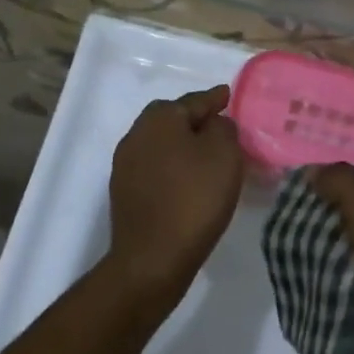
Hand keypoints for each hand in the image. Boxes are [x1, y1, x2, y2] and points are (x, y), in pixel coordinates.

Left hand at [107, 85, 243, 298]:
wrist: (153, 257)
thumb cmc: (194, 198)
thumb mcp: (224, 154)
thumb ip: (223, 128)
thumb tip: (214, 124)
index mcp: (160, 119)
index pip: (194, 101)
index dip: (215, 99)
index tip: (228, 96)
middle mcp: (136, 135)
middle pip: (172, 119)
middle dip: (195, 120)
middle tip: (220, 127)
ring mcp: (126, 165)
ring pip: (162, 145)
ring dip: (183, 146)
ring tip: (207, 157)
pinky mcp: (125, 192)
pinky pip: (156, 168)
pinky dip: (173, 168)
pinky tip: (188, 181)